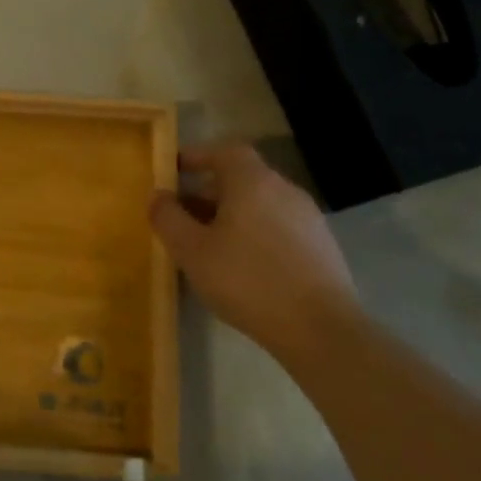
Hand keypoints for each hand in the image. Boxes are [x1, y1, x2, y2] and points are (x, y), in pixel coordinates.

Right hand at [149, 144, 358, 355]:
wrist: (320, 330)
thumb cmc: (247, 280)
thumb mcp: (191, 250)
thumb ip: (168, 217)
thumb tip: (159, 195)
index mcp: (253, 182)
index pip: (224, 151)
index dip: (197, 156)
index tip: (174, 170)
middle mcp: (284, 190)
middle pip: (242, 178)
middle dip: (209, 192)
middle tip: (183, 215)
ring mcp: (309, 218)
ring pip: (260, 205)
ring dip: (231, 216)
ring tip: (208, 245)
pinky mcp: (322, 247)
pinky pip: (278, 227)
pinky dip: (254, 234)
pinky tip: (242, 267)